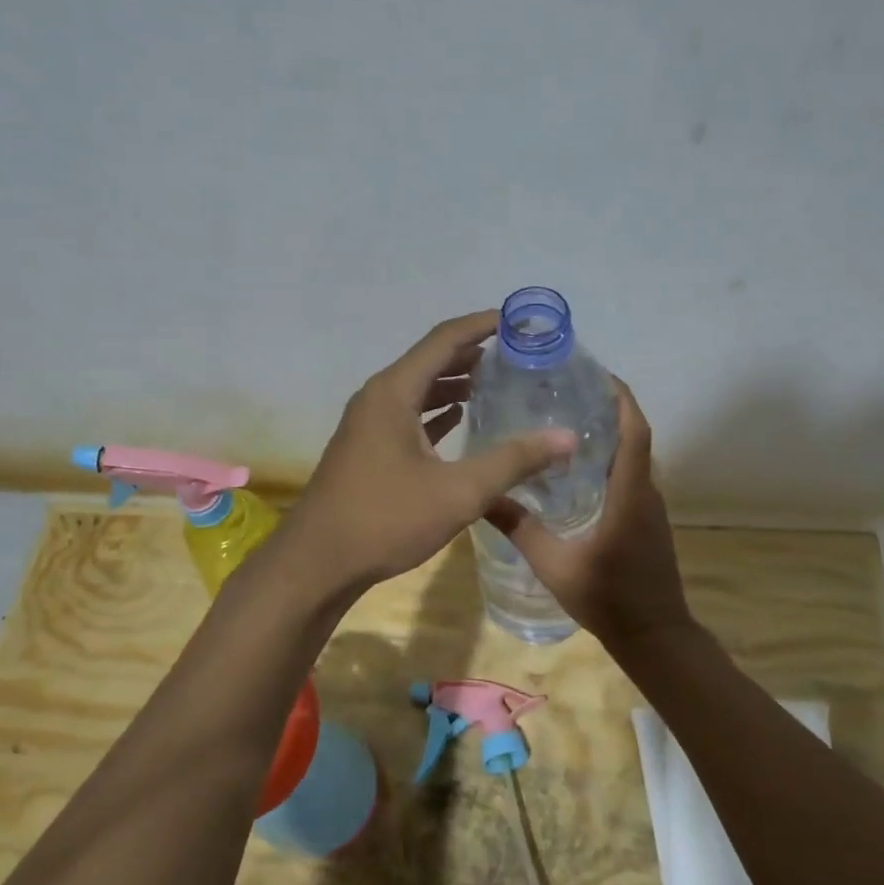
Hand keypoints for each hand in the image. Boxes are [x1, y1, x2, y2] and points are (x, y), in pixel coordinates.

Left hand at [278, 311, 576, 595]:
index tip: (519, 321)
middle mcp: (378, 397)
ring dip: (456, 381)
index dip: (482, 324)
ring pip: (419, 388)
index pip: (444, 339)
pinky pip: (409, 414)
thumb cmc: (385, 520)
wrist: (317, 563)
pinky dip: (437, 410)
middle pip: (431, 360)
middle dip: (474, 352)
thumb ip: (513, 461)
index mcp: (394, 392)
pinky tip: (461, 418)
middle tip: (518, 354)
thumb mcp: (458, 492)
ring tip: (498, 381)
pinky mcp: (367, 448)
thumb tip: (566, 437)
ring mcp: (369, 423)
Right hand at [484, 380, 693, 651]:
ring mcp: (651, 507)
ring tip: (567, 421)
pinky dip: (611, 459)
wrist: (654, 637)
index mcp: (630, 494)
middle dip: (609, 408)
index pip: (634, 431)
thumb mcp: (555, 565)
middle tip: (567, 393)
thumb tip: (482, 496)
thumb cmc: (608, 599)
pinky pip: (632, 476)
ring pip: (634, 457)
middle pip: (634, 436)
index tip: (596, 373)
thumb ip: (520, 528)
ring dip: (610, 434)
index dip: (621, 397)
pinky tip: (578, 469)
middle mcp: (646, 492)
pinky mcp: (648, 521)